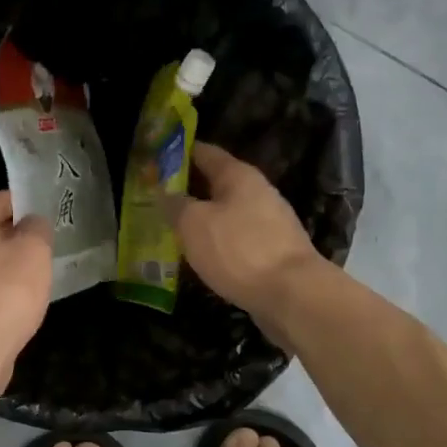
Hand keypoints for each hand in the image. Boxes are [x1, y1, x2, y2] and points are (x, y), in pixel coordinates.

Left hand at [0, 192, 52, 389]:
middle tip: (46, 239)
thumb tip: (32, 221)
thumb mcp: (34, 250)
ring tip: (38, 270)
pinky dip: (1, 289)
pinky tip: (21, 300)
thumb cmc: (7, 290)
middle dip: (15, 233)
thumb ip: (36, 227)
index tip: (46, 207)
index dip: (23, 200)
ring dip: (8, 263)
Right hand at [163, 142, 324, 334]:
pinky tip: (199, 254)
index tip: (154, 159)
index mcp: (238, 175)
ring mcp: (268, 222)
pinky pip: (235, 237)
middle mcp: (257, 192)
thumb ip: (175, 204)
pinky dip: (215, 240)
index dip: (178, 153)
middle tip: (154, 198)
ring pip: (225, 212)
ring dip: (200, 217)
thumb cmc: (239, 250)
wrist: (292, 294)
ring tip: (170, 228)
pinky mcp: (272, 250)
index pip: (204, 152)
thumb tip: (164, 192)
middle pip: (215, 182)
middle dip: (186, 189)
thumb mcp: (194, 224)